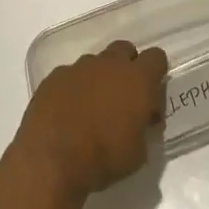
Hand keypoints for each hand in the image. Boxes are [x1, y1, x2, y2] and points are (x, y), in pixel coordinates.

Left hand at [8, 41, 167, 200]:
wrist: (52, 158)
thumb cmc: (104, 157)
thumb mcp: (139, 152)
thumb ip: (144, 126)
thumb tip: (141, 119)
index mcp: (137, 79)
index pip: (156, 57)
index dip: (156, 74)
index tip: (151, 97)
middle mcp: (108, 64)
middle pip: (124, 50)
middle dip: (127, 68)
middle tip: (124, 98)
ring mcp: (78, 67)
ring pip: (96, 62)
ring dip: (99, 78)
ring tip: (93, 108)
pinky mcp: (54, 76)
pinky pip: (70, 74)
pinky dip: (74, 88)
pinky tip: (68, 111)